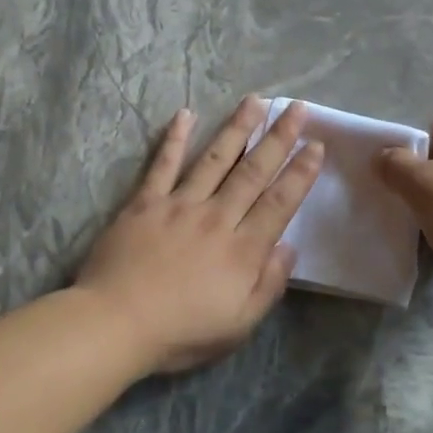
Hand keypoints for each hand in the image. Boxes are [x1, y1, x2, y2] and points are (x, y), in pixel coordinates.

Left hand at [77, 98, 321, 374]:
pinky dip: (175, 139)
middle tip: (297, 108)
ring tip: (255, 101)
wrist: (115, 324)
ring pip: (215, 159)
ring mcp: (180, 205)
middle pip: (254, 171)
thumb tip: (290, 248)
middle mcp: (217, 217)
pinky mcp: (145, 202)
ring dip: (238, 128)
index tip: (316, 144)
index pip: (279, 202)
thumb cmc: (181, 331)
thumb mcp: (239, 324)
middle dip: (279, 137)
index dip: (300, 172)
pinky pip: (163, 164)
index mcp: (243, 249)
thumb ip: (269, 285)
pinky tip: (186, 114)